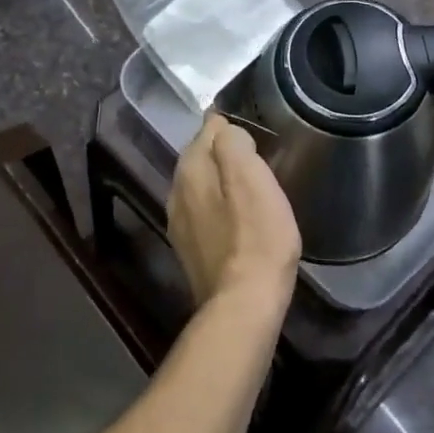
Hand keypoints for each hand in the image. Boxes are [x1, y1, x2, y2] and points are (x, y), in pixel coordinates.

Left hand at [169, 114, 300, 312]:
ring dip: (222, 182)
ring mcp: (179, 223)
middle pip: (201, 158)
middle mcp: (175, 192)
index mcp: (190, 170)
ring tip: (251, 187)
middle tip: (257, 157)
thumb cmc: (256, 237)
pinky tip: (240, 219)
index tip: (254, 134)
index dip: (231, 127)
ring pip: (201, 187)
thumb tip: (223, 128)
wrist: (243, 305)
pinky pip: (204, 213)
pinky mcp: (189, 249)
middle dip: (224, 153)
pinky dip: (220, 208)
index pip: (207, 129)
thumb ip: (232, 144)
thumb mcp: (251, 177)